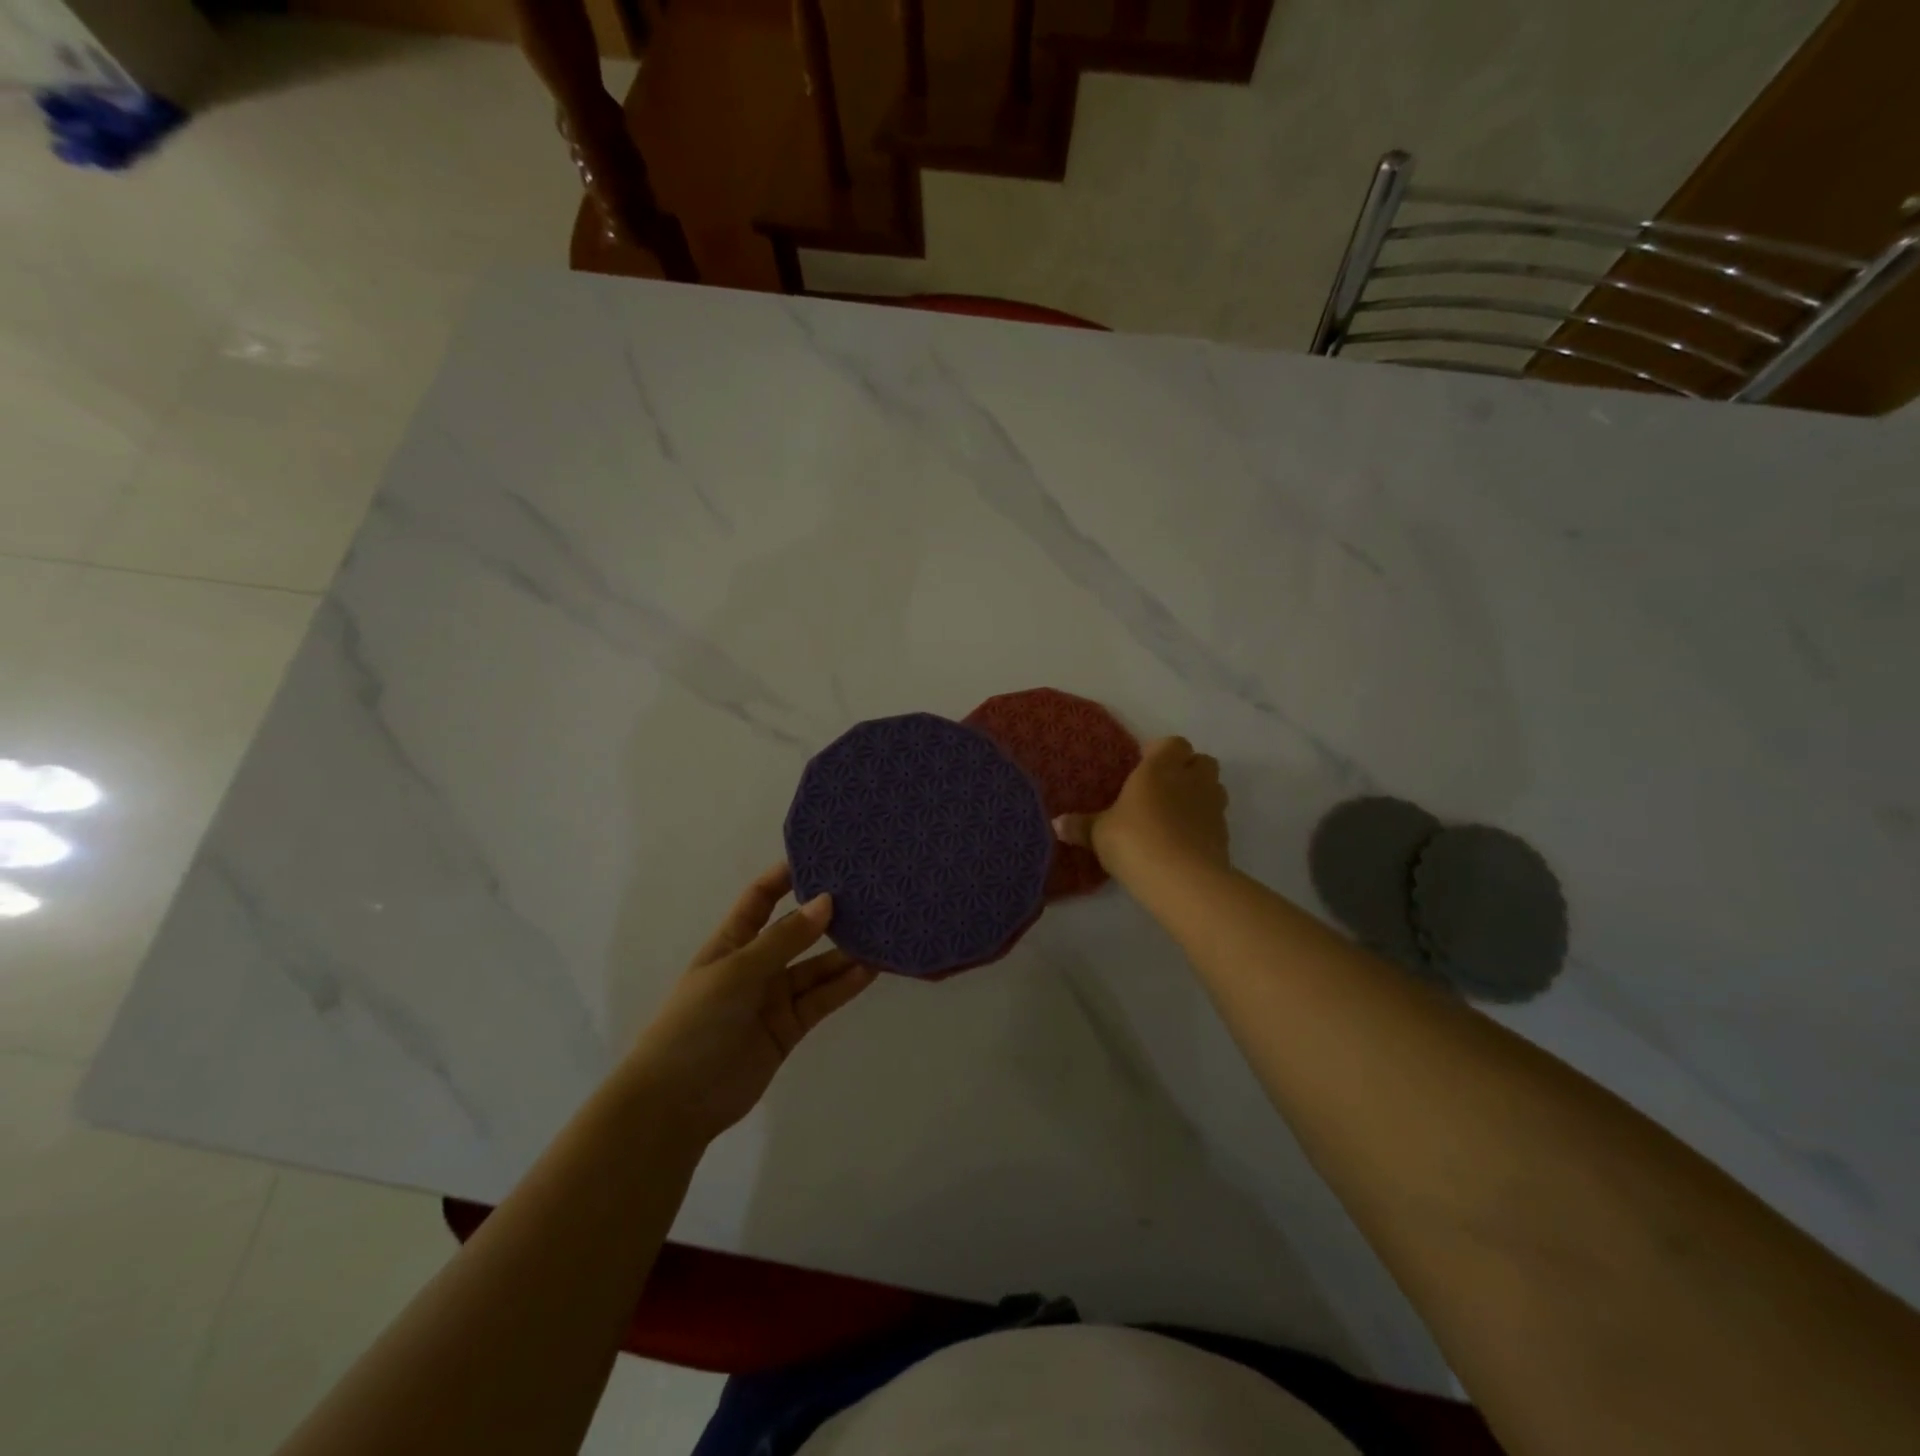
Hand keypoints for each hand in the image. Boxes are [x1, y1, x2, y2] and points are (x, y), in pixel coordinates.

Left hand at [624, 865, 875, 1145]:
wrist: (676, 1102)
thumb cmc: (695, 1023)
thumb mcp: (737, 972)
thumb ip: (784, 940)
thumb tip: (826, 902)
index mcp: (731, 942)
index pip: (760, 899)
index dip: (785, 877)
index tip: (822, 856)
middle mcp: (755, 965)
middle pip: (796, 932)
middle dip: (826, 915)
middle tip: (867, 895)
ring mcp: (774, 998)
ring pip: (815, 967)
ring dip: (844, 953)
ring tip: (880, 932)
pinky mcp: (789, 1028)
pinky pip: (821, 999)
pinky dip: (844, 985)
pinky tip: (870, 970)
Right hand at [1054, 736, 1229, 887]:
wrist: (1183, 880)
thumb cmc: (1135, 841)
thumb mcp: (1099, 834)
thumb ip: (1081, 826)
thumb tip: (1057, 824)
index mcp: (1159, 768)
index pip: (1172, 743)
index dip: (1161, 751)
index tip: (1144, 765)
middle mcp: (1190, 779)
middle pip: (1201, 761)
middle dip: (1187, 769)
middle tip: (1162, 788)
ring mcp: (1212, 807)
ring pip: (1214, 787)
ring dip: (1199, 794)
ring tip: (1175, 814)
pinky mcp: (1224, 835)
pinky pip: (1215, 819)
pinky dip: (1203, 824)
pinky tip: (1183, 841)